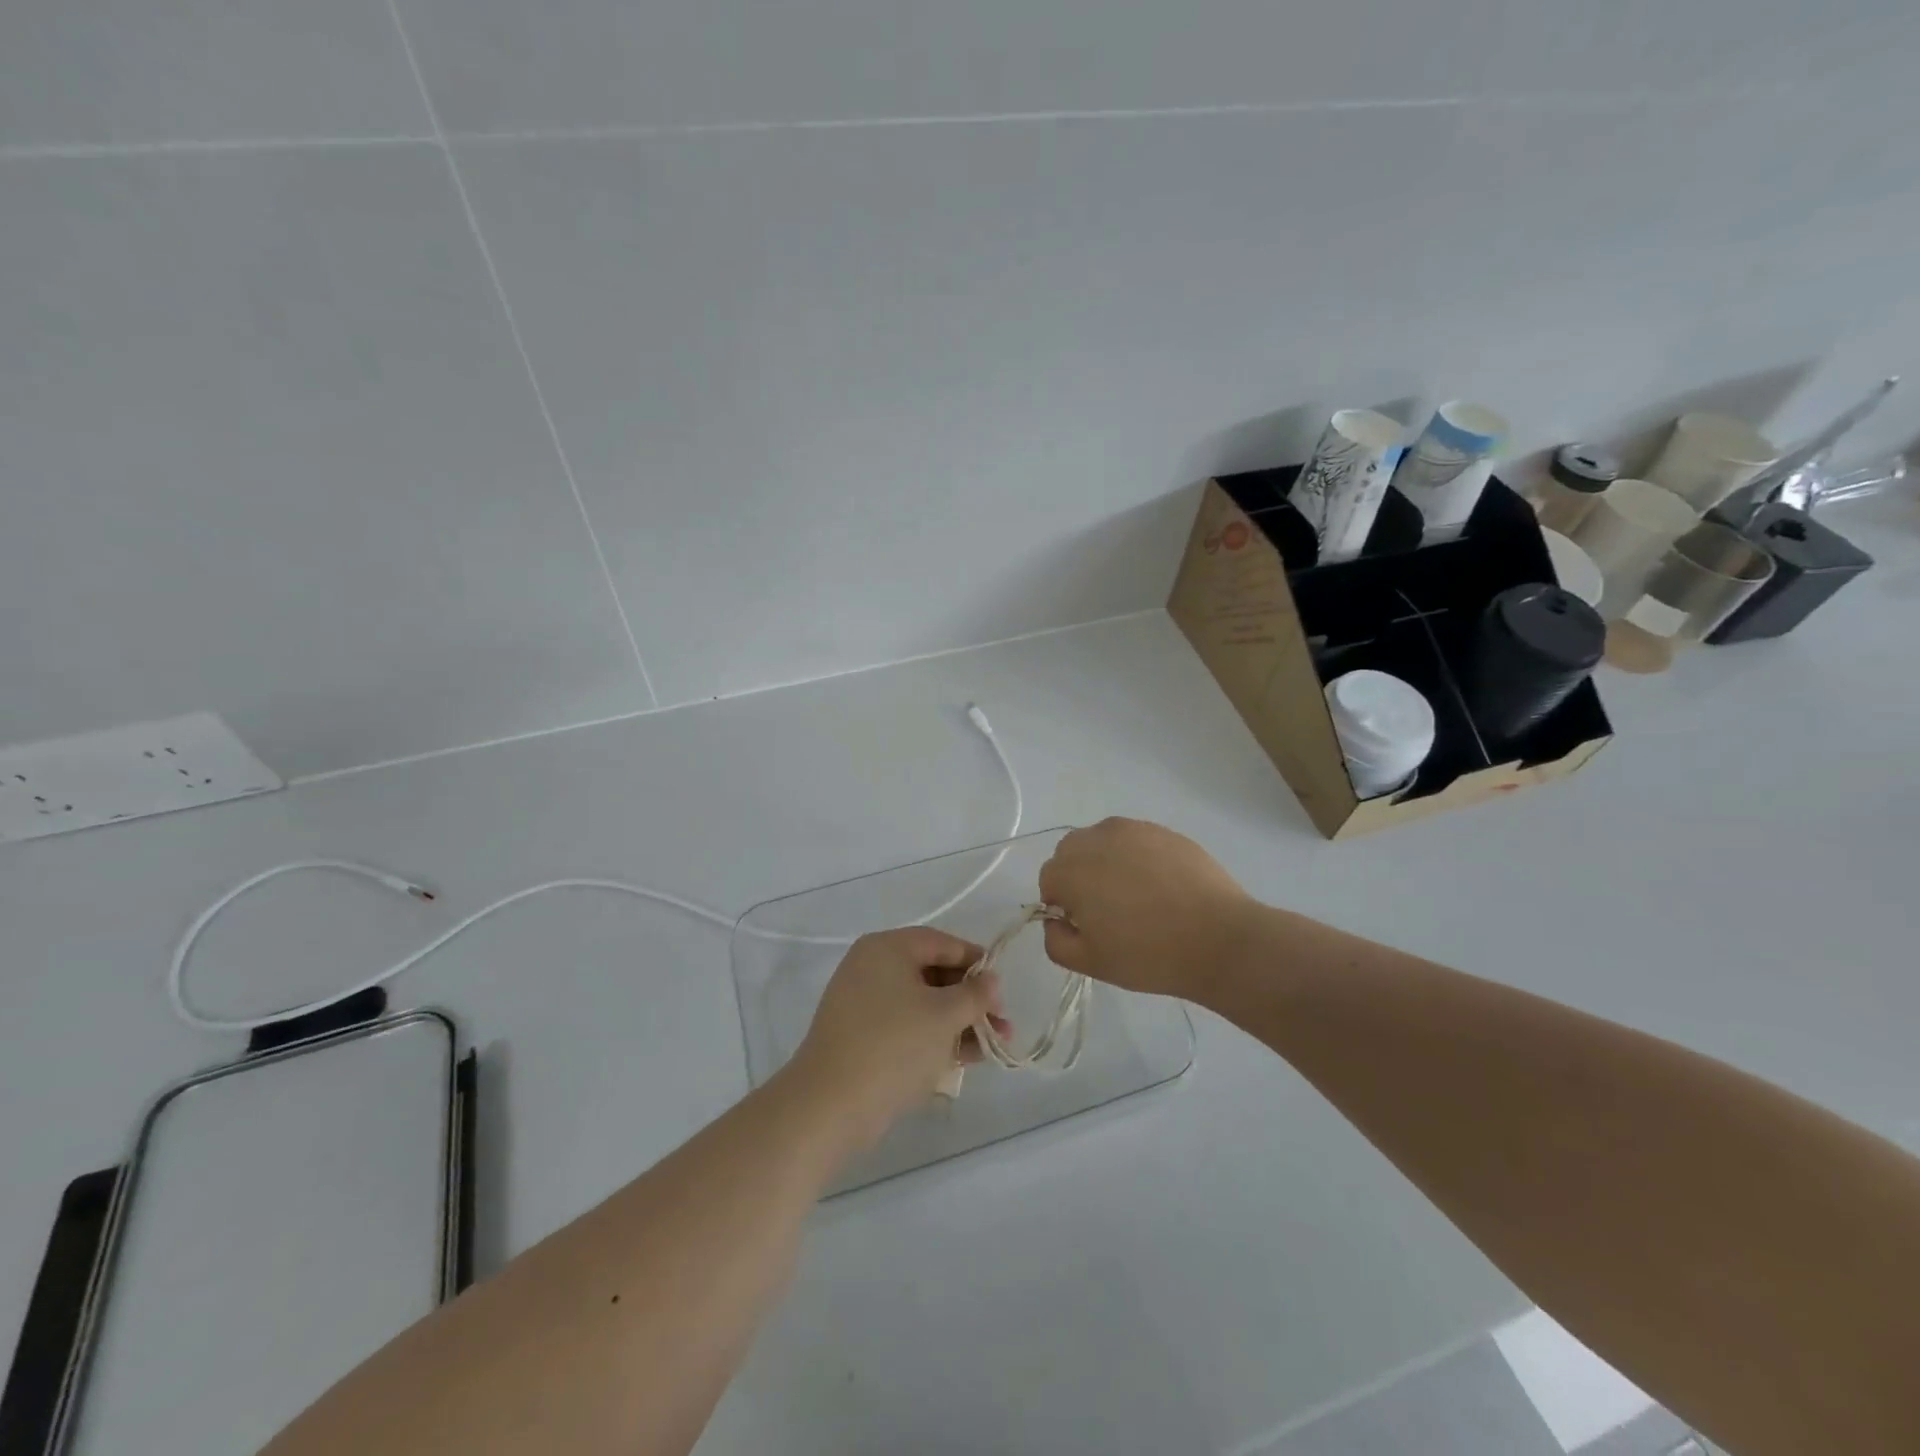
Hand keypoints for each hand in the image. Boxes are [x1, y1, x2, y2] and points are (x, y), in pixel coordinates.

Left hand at [788, 928, 1007, 1148]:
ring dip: (958, 1021)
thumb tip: (990, 980)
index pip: (941, 942)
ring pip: (921, 1003)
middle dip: (970, 999)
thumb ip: (974, 994)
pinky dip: (934, 1036)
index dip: (976, 961)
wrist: (830, 1105)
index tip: (1002, 986)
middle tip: (1001, 1022)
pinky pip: (906, 1025)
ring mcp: (862, 1003)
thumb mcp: (944, 1015)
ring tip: (993, 1045)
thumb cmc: (893, 1046)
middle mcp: (871, 967)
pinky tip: (965, 1057)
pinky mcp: (860, 1036)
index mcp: (886, 948)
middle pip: (932, 973)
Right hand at [1038, 818, 1254, 997]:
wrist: (1219, 939)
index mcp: (1071, 870)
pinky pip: (1136, 840)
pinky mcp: (1163, 830)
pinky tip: (1160, 885)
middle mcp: (1096, 839)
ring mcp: (1132, 830)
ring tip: (1135, 894)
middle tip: (1107, 909)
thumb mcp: (1091, 963)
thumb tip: (1056, 921)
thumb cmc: (1148, 954)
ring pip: (1102, 841)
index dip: (1062, 904)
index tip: (1086, 925)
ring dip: (1106, 861)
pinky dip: (1137, 856)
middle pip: (1071, 852)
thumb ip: (1056, 941)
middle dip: (1079, 876)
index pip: (1049, 880)